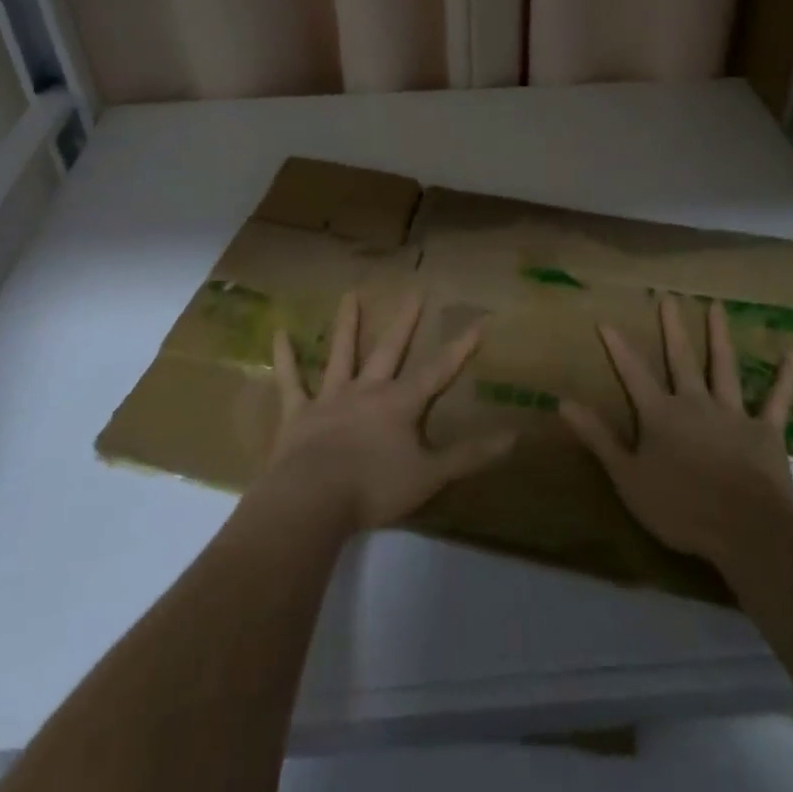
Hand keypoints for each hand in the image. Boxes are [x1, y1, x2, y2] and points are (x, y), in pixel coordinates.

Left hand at [259, 291, 514, 533]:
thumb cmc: (374, 489)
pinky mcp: (298, 413)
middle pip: (389, 349)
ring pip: (341, 353)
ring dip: (347, 324)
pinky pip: (290, 381)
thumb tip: (513, 437)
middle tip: (414, 290)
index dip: (460, 347)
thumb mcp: (430, 476)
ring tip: (351, 295)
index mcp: (399, 404)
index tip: (478, 321)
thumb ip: (469, 456)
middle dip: (405, 322)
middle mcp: (367, 390)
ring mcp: (330, 398)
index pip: (437, 370)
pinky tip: (279, 333)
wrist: (312, 501)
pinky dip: (285, 357)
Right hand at [560, 297, 792, 577]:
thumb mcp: (627, 477)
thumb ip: (598, 438)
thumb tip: (563, 402)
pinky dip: (784, 378)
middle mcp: (695, 403)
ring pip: (724, 367)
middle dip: (673, 328)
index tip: (606, 320)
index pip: (633, 374)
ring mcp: (733, 414)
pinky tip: (792, 354)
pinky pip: (777, 400)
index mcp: (661, 415)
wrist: (746, 529)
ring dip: (720, 336)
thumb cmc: (681, 508)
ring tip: (717, 306)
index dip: (618, 347)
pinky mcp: (766, 431)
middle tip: (669, 297)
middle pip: (681, 359)